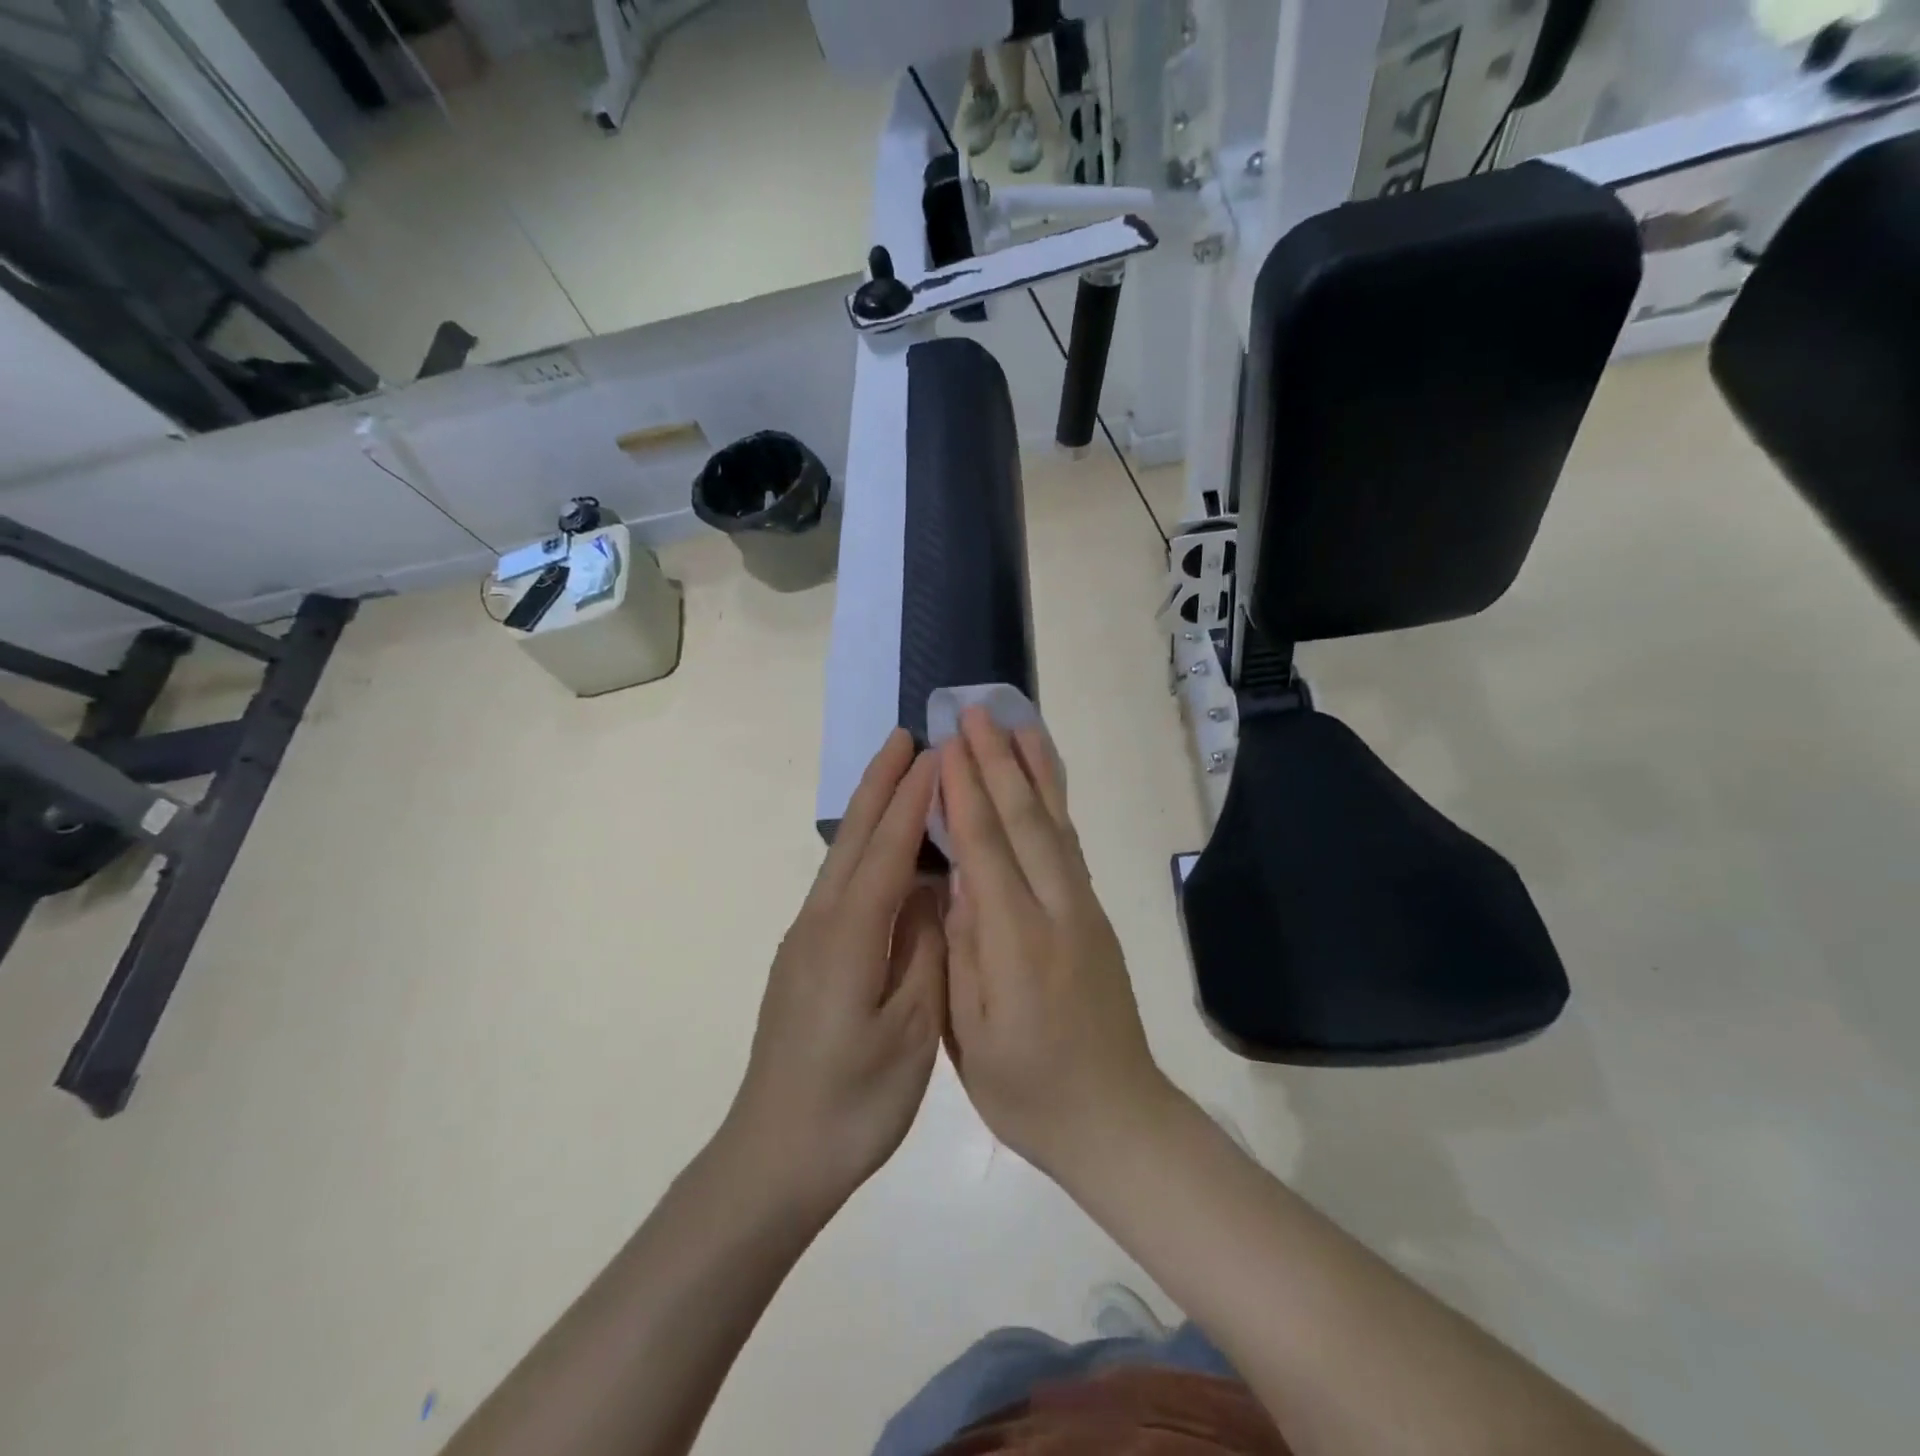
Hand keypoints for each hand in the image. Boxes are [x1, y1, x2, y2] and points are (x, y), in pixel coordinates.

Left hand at [726, 729, 945, 1220]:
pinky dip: (862, 851)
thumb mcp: (911, 1031)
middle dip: (880, 784)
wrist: (774, 1157)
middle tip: (906, 737)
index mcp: (849, 937)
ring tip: (896, 776)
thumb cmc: (854, 1102)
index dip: (913, 800)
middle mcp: (819, 924)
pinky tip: (881, 853)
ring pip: (840, 859)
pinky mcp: (803, 960)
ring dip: (869, 812)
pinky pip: (837, 886)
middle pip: (853, 839)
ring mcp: (805, 941)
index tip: (938, 754)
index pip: (886, 851)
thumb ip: (925, 951)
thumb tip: (931, 892)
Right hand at [939, 708, 1174, 1182]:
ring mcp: (1084, 910)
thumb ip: (964, 947)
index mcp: (1017, 943)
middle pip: (1024, 821)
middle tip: (974, 712)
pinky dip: (1056, 804)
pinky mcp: (1095, 916)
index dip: (965, 791)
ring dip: (1034, 769)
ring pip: (1056, 824)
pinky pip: (1070, 845)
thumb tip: (956, 876)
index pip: (985, 848)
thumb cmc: (1027, 1090)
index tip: (948, 744)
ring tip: (1018, 722)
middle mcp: (1057, 911)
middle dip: (996, 761)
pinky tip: (1044, 783)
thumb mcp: (970, 1034)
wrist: (1116, 1119)